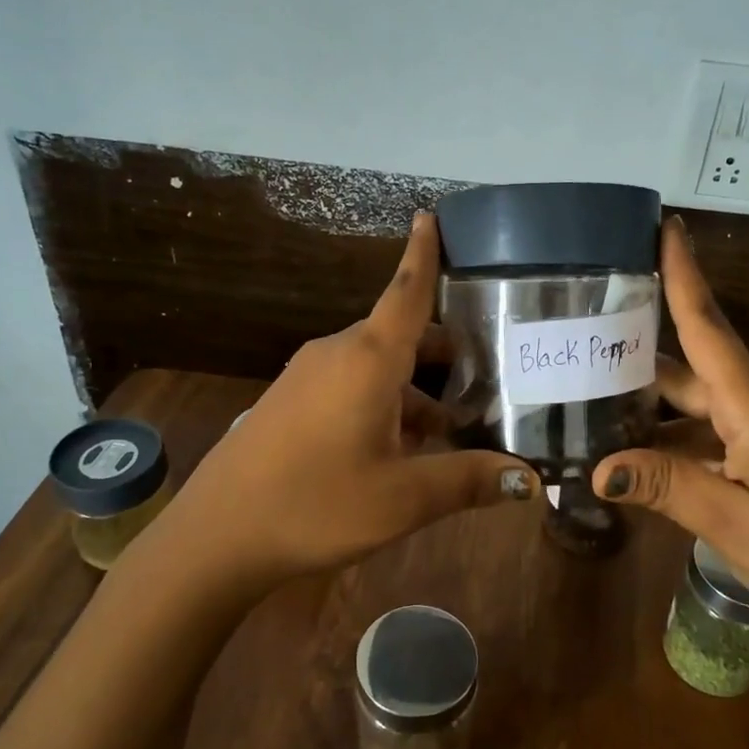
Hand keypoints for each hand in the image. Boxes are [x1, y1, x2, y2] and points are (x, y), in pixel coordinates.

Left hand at [160, 214, 538, 591]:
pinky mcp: (292, 402)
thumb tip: (531, 480)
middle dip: (447, 353)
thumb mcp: (403, 497)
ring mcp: (309, 377)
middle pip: (403, 336)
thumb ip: (469, 480)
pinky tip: (403, 449)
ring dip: (418, 389)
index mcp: (368, 359)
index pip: (406, 291)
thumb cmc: (316, 504)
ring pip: (379, 367)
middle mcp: (338, 354)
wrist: (217, 534)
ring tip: (457, 428)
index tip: (430, 214)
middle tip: (494, 376)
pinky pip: (352, 386)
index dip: (423, 253)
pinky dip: (385, 403)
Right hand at [589, 216, 748, 634]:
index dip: (684, 274)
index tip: (667, 224)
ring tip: (599, 421)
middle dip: (641, 365)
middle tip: (580, 355)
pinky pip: (727, 434)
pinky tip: (653, 464)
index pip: (708, 326)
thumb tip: (599, 468)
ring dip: (660, 416)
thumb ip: (664, 486)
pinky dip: (689, 443)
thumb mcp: (731, 521)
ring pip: (707, 409)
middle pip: (694, 373)